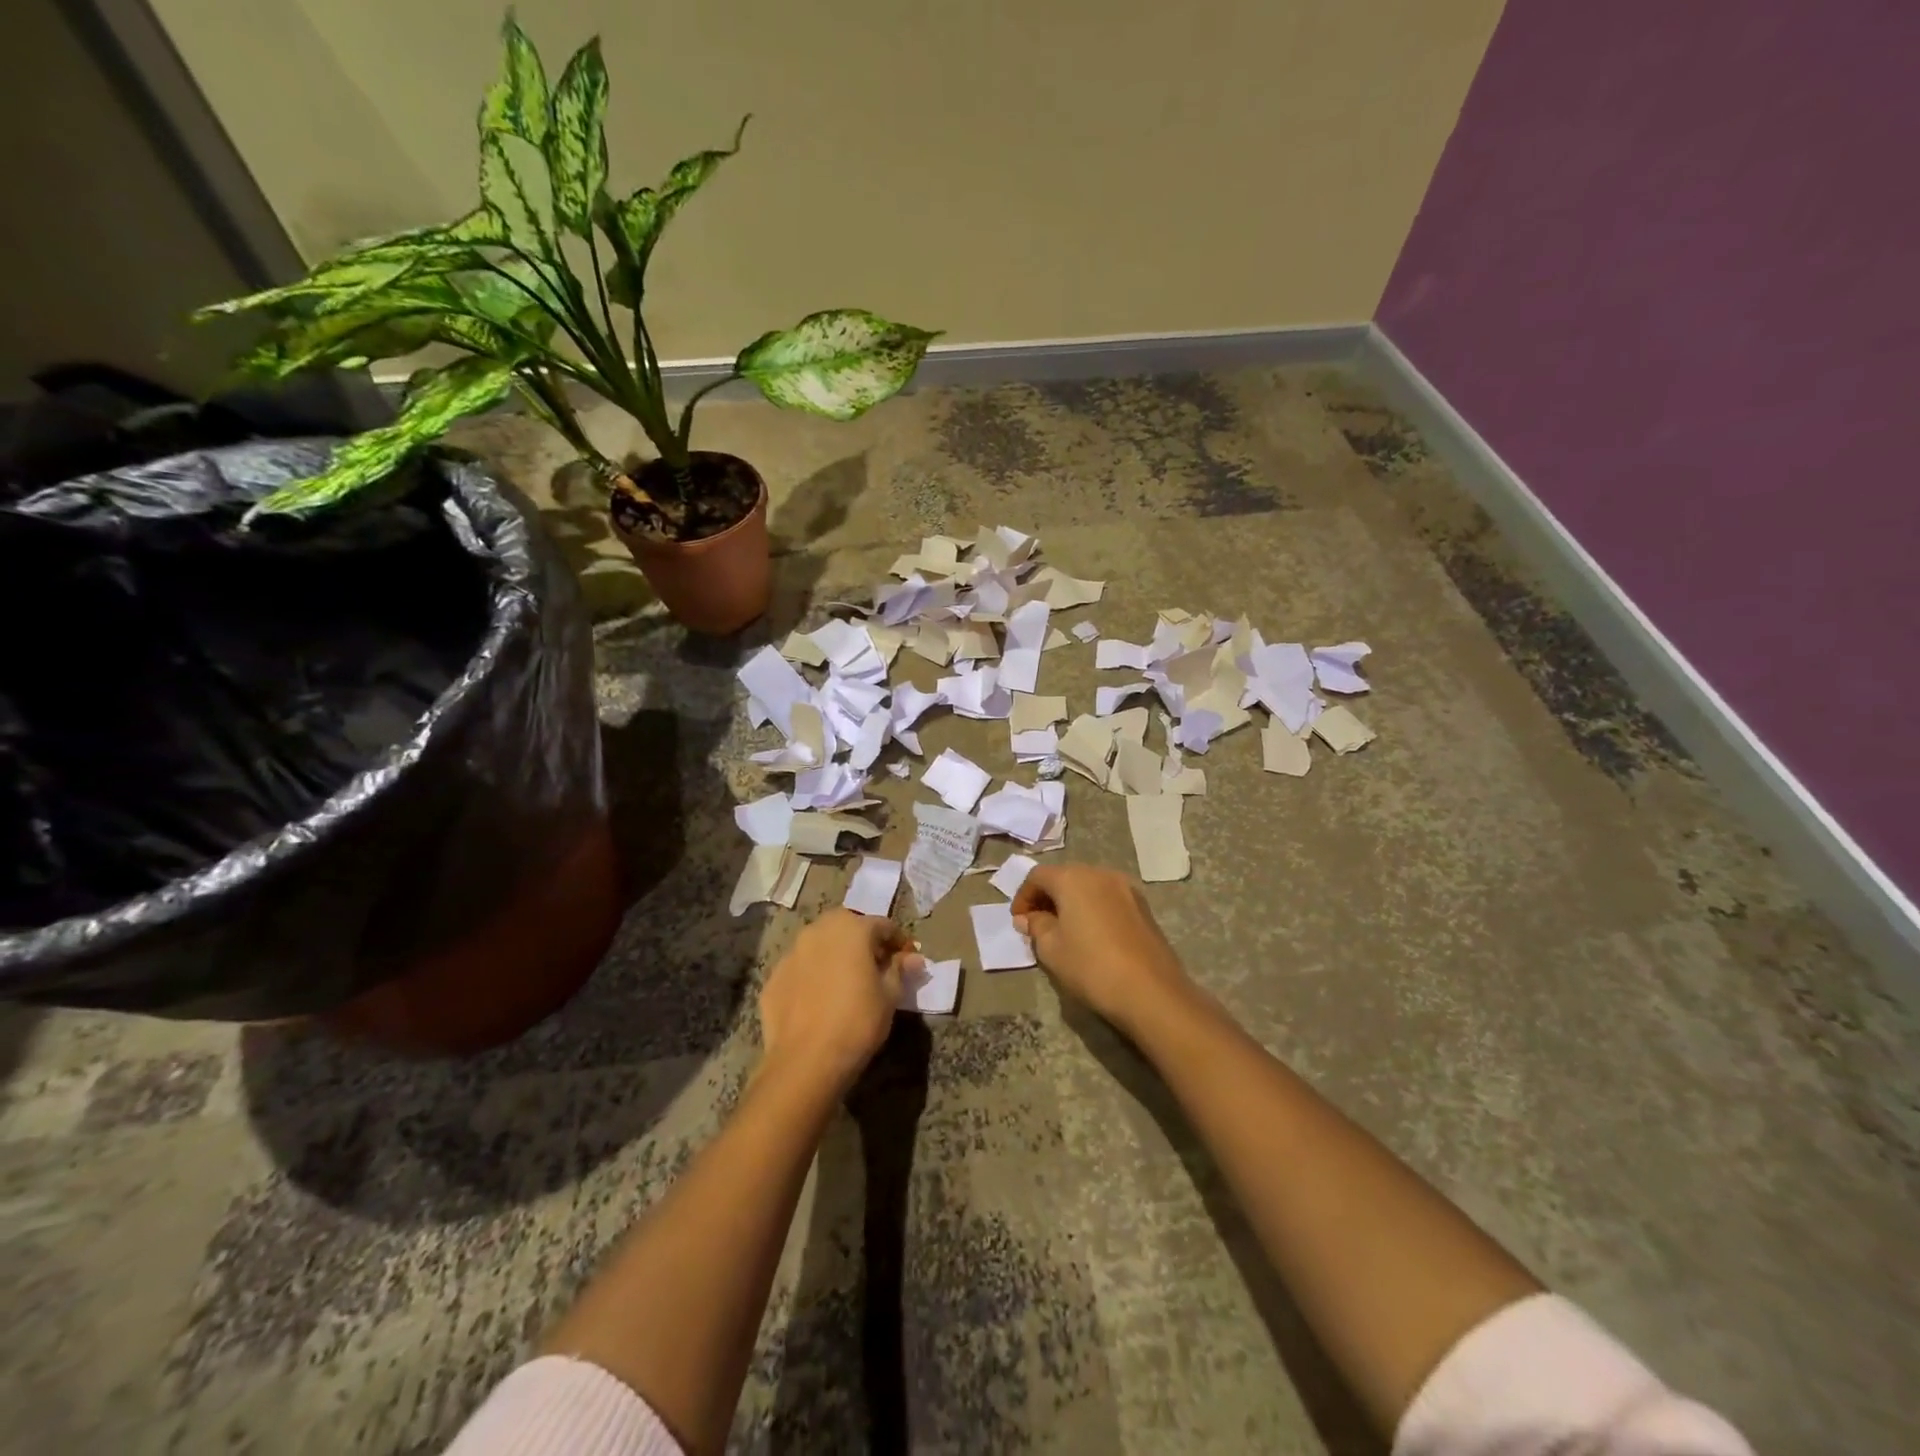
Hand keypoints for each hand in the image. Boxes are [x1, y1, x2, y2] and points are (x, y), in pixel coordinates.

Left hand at [759, 909, 920, 1089]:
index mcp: (851, 928)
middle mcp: (818, 930)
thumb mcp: (890, 995)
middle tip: (876, 968)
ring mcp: (791, 953)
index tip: (907, 960)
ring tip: (846, 983)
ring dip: (835, 956)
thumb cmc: (857, 1021)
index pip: (883, 926)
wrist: (806, 1060)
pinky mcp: (773, 978)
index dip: (898, 942)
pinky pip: (801, 969)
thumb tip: (913, 958)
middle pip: (847, 927)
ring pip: (820, 946)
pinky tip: (820, 1001)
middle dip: (864, 943)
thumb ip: (900, 969)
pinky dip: (813, 976)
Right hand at [1012, 864, 1190, 1033]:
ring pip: (1088, 887)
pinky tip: (1091, 936)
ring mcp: (1126, 888)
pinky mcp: (1143, 907)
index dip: (1023, 897)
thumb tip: (1029, 917)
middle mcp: (1100, 874)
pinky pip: (1108, 900)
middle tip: (1037, 926)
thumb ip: (1036, 926)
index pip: (1037, 876)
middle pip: (1065, 877)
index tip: (1018, 922)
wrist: (1151, 992)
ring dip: (1071, 903)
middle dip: (1047, 898)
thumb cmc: (1091, 966)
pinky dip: (1093, 910)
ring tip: (1064, 932)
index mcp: (1073, 878)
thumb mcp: (1051, 949)